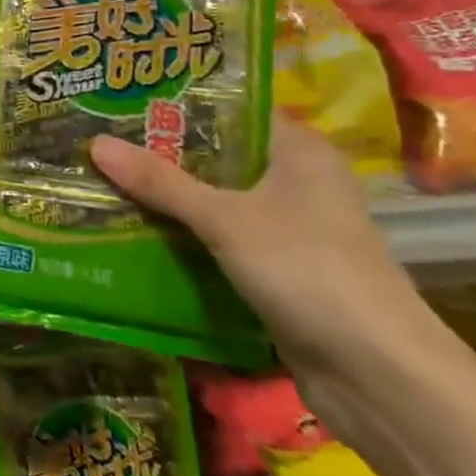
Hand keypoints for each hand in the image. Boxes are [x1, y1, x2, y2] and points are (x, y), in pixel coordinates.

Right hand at [90, 118, 438, 387]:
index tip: (123, 97)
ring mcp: (289, 228)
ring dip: (169, 196)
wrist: (380, 378)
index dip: (178, 101)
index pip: (231, 107)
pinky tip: (136, 228)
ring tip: (105, 177)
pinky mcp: (278, 269)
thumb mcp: (225, 219)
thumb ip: (161, 182)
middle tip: (101, 136)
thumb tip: (95, 144)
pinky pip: (219, 238)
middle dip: (161, 152)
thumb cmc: (308, 271)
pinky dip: (185, 234)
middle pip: (216, 155)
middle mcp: (296, 180)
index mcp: (299, 150)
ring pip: (215, 198)